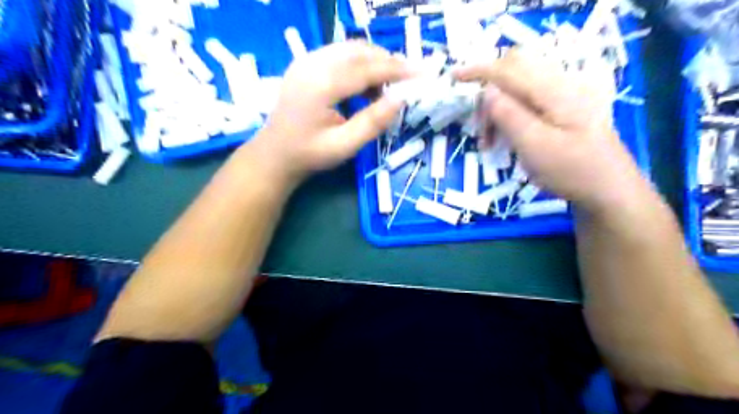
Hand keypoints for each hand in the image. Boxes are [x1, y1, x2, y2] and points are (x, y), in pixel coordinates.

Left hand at [246, 41, 408, 185]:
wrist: (274, 154)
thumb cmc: (309, 154)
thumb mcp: (344, 146)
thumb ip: (372, 123)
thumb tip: (401, 100)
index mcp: (320, 85)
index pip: (366, 68)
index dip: (396, 70)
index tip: (420, 75)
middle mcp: (312, 64)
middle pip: (358, 51)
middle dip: (387, 61)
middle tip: (407, 79)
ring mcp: (305, 61)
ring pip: (349, 49)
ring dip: (373, 61)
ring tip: (388, 85)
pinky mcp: (305, 64)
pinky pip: (338, 54)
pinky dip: (358, 64)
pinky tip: (365, 85)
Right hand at [455, 49, 647, 213]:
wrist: (609, 189)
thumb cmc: (572, 171)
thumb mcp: (534, 146)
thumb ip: (509, 115)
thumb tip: (487, 91)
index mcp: (554, 91)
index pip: (509, 69)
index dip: (478, 70)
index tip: (453, 79)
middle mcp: (561, 85)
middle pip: (514, 72)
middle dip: (489, 95)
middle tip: (481, 132)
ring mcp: (566, 96)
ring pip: (519, 87)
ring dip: (498, 109)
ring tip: (491, 143)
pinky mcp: (565, 108)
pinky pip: (529, 100)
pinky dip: (511, 114)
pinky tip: (509, 136)